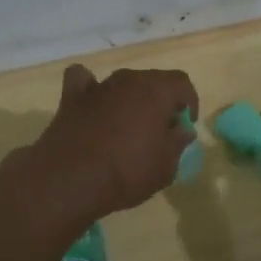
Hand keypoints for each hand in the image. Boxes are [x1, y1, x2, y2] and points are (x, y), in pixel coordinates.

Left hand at [14, 64, 198, 228]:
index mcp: (156, 91)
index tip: (185, 126)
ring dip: (130, 99)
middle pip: (152, 82)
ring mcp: (98, 87)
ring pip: (122, 83)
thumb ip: (178, 143)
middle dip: (161, 102)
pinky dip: (91, 89)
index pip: (182, 83)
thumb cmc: (127, 172)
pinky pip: (83, 82)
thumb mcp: (166, 166)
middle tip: (160, 131)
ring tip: (128, 126)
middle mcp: (128, 80)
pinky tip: (92, 105)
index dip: (189, 103)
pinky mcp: (71, 98)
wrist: (70, 180)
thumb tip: (182, 130)